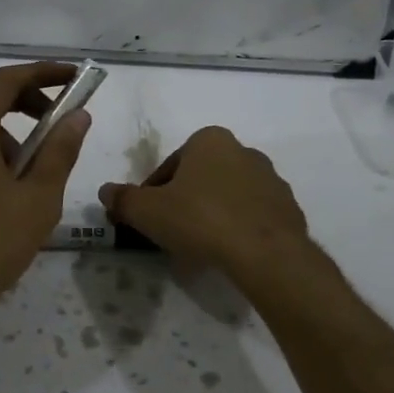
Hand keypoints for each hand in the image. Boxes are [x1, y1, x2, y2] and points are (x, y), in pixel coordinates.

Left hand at [0, 62, 92, 324]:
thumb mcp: (37, 198)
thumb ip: (59, 151)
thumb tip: (78, 116)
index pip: (4, 80)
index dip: (42, 73)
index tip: (74, 77)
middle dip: (24, 98)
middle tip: (58, 117)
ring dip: (8, 129)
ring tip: (36, 167)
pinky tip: (10, 189)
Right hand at [100, 126, 310, 281]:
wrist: (265, 253)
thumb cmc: (200, 219)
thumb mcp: (148, 211)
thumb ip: (123, 199)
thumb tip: (105, 191)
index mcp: (209, 139)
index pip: (171, 165)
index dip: (153, 192)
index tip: (148, 218)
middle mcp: (243, 150)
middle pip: (201, 178)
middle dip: (185, 200)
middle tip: (171, 231)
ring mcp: (271, 179)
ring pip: (228, 196)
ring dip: (212, 214)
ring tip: (199, 247)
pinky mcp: (288, 208)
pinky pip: (252, 216)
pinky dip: (238, 229)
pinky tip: (227, 252)